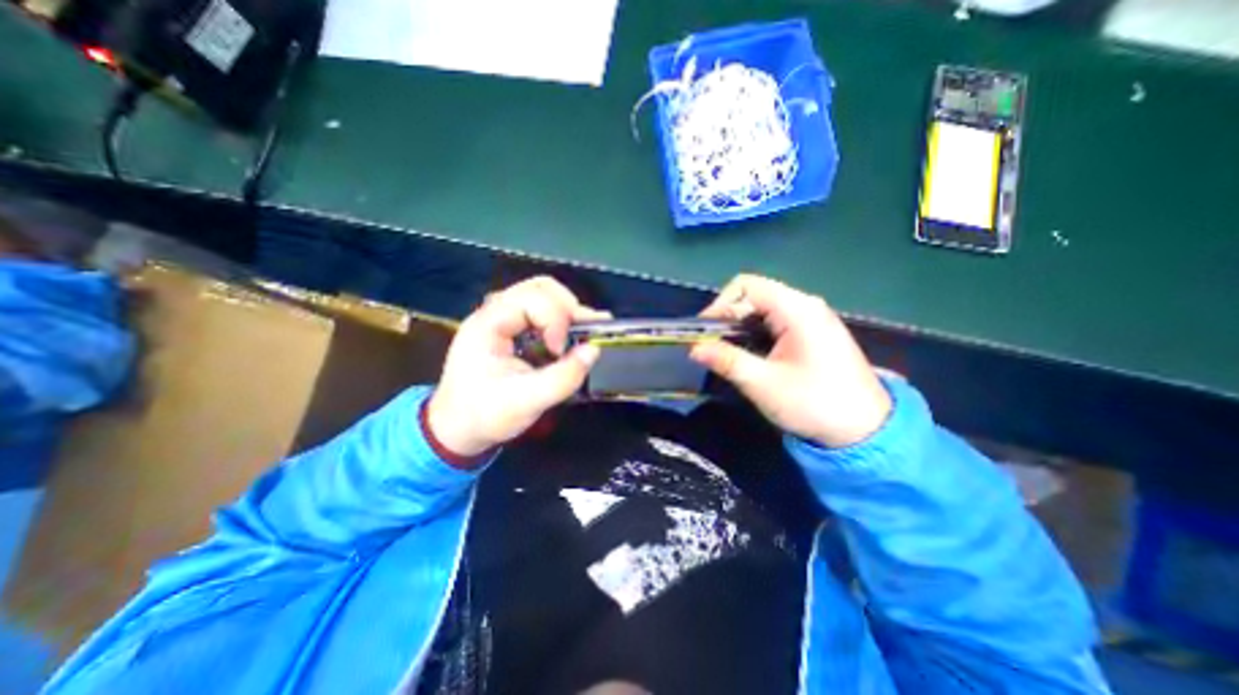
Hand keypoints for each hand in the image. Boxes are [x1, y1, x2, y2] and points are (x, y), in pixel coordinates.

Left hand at [428, 276, 608, 461]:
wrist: (457, 429)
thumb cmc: (485, 415)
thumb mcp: (526, 402)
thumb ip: (563, 377)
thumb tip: (594, 349)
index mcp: (488, 324)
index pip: (531, 299)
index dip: (555, 320)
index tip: (560, 352)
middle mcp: (494, 313)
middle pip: (539, 288)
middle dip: (567, 308)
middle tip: (583, 333)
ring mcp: (502, 319)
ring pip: (543, 295)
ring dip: (567, 311)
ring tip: (586, 331)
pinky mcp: (512, 329)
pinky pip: (541, 311)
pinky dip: (562, 319)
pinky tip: (575, 334)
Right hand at [688, 274, 890, 446]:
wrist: (865, 431)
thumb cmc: (814, 404)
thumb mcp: (763, 384)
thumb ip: (727, 361)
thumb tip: (694, 348)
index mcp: (797, 309)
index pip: (746, 286)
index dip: (720, 304)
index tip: (704, 332)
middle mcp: (805, 305)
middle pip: (754, 295)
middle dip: (728, 317)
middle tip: (712, 346)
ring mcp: (811, 318)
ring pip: (763, 309)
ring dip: (740, 326)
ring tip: (726, 352)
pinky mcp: (813, 332)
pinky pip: (775, 321)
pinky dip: (755, 333)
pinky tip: (750, 354)